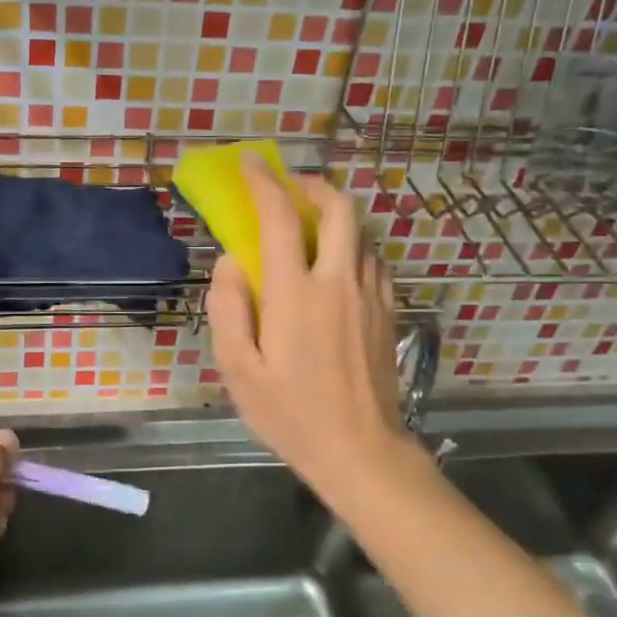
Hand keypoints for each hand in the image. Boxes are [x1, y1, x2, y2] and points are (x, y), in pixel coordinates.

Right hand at [208, 160, 410, 505]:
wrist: (360, 451)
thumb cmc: (289, 414)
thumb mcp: (238, 369)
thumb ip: (229, 308)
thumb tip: (231, 262)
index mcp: (295, 294)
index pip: (281, 218)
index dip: (264, 184)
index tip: (252, 164)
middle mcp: (338, 282)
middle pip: (339, 208)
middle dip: (313, 185)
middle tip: (289, 188)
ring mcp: (371, 295)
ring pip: (362, 232)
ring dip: (335, 216)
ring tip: (311, 225)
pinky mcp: (388, 312)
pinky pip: (374, 260)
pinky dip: (354, 246)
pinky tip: (336, 266)